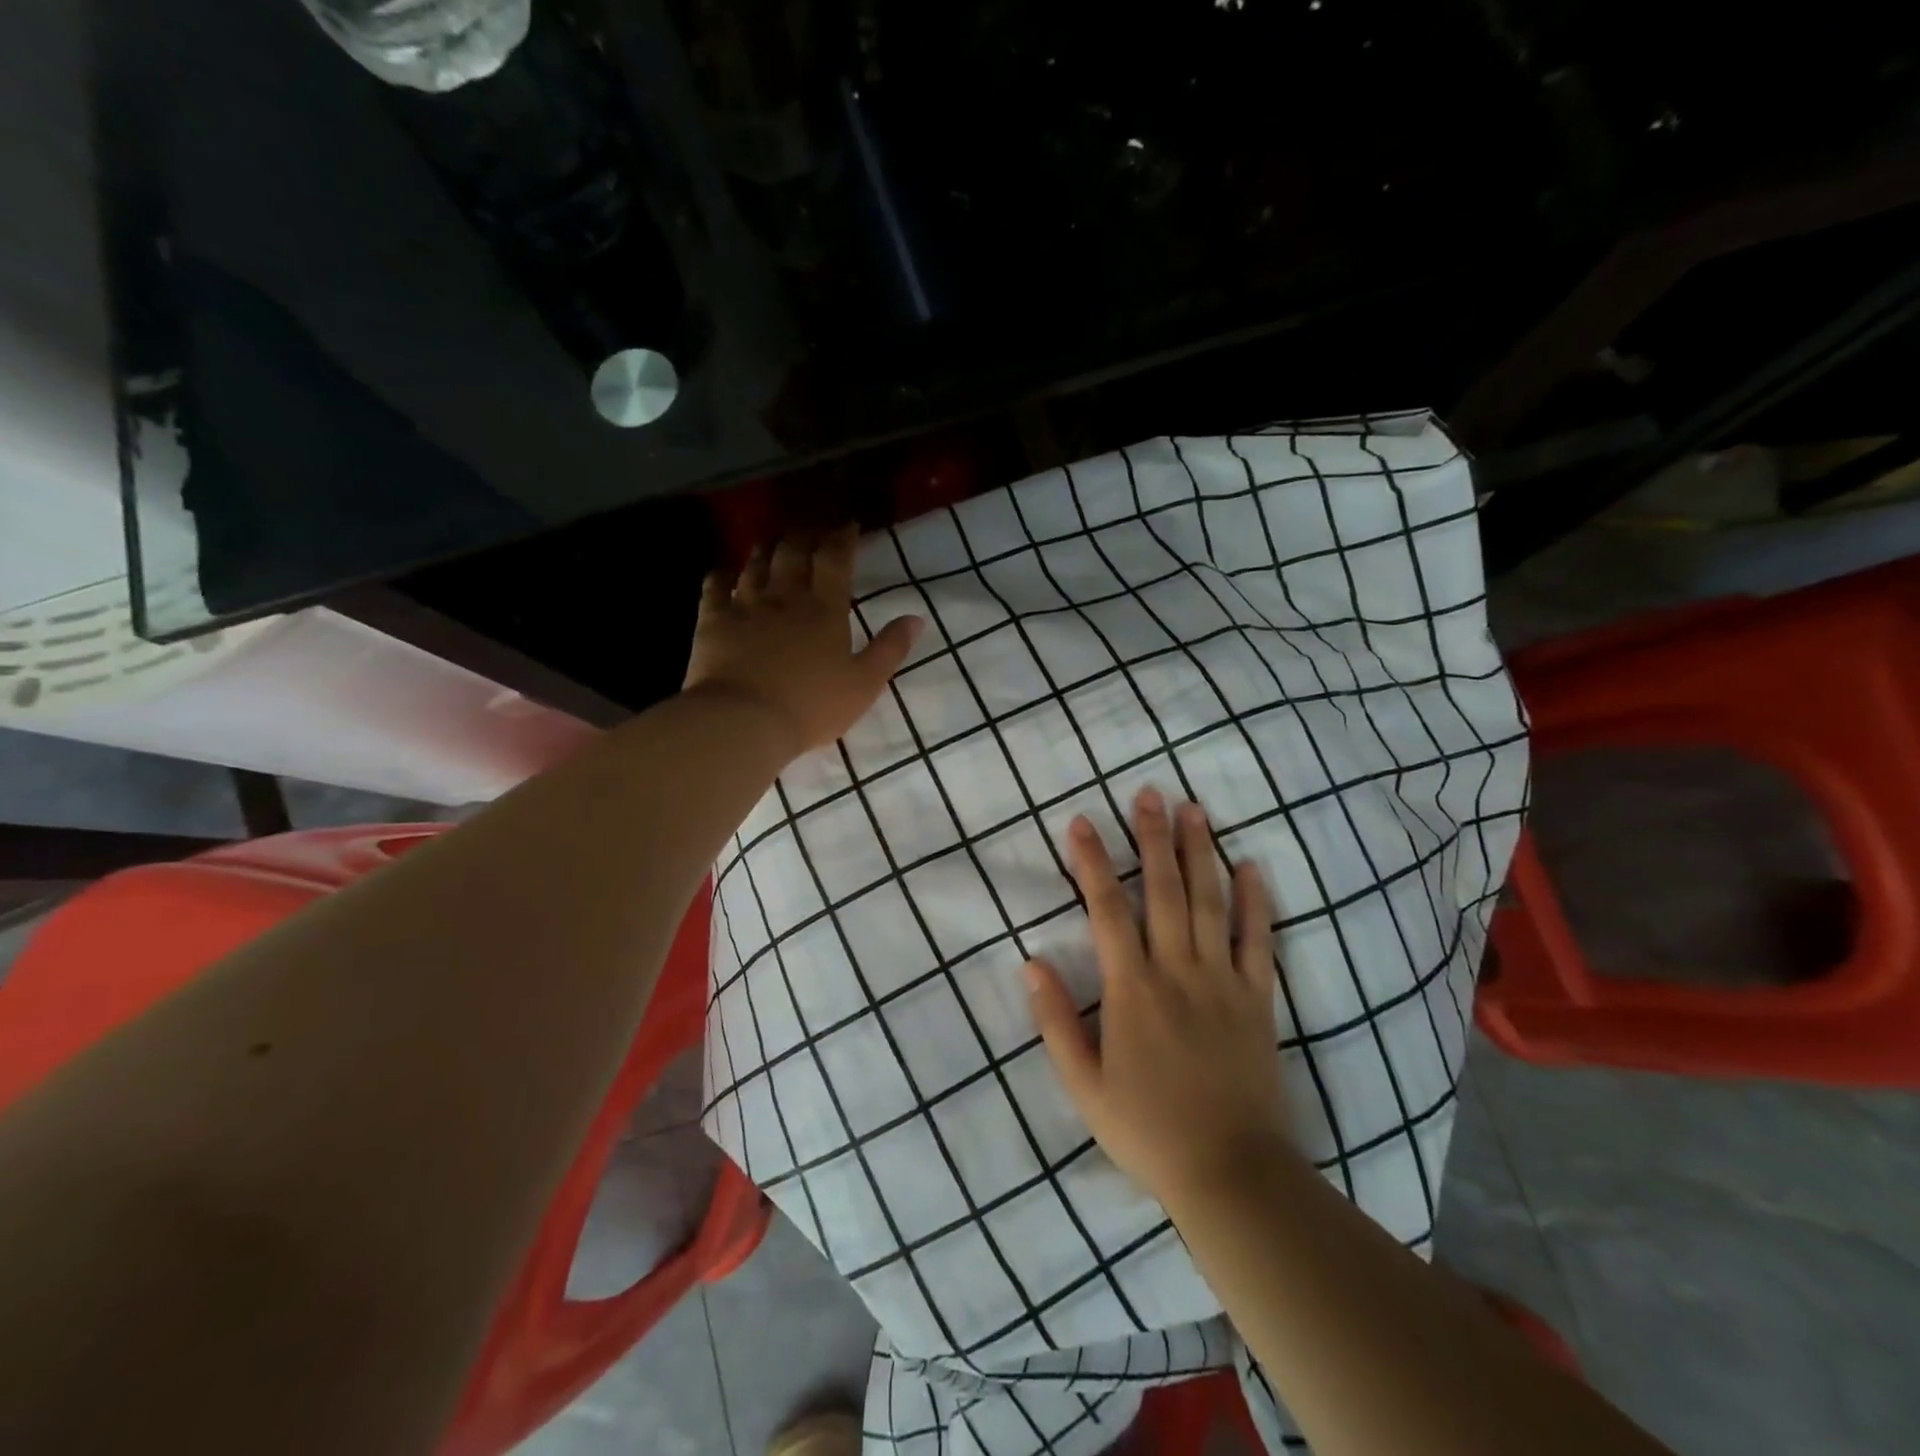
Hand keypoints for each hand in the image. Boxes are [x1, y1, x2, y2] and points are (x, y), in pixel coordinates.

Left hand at [684, 528, 923, 757]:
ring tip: (773, 540)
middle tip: (811, 530)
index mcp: (825, 609)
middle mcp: (785, 596)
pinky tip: (724, 571)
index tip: (848, 525)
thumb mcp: (865, 683)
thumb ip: (890, 648)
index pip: (835, 559)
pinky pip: (715, 585)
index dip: (842, 538)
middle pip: (793, 551)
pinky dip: (721, 574)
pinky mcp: (713, 619)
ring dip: (766, 547)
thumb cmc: (812, 706)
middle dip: (805, 535)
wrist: (745, 719)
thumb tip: (916, 618)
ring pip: (756, 562)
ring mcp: (745, 604)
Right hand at [1027, 787, 1291, 1210]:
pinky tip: (1251, 865)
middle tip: (1148, 793)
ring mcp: (1222, 981)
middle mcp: (1177, 971)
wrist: (1231, 1172)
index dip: (1091, 863)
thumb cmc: (1148, 1129)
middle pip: (1162, 891)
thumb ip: (1056, 1021)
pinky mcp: (1257, 998)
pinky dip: (1255, 901)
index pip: (1106, 911)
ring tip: (1193, 809)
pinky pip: (1257, 940)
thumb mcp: (1083, 1086)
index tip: (1082, 822)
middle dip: (1152, 838)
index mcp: (1132, 989)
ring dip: (1199, 853)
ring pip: (1208, 902)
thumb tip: (1031, 962)